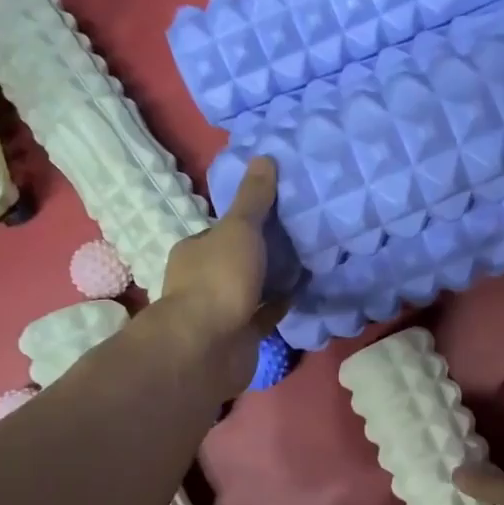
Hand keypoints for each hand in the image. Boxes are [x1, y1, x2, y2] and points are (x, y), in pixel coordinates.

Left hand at [153, 157, 291, 397]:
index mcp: (195, 251)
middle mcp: (203, 279)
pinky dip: (281, 304)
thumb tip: (264, 157)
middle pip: (237, 259)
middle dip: (263, 251)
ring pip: (251, 288)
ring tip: (308, 260)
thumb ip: (254, 199)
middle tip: (300, 235)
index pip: (221, 231)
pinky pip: (265, 314)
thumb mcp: (239, 229)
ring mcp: (221, 311)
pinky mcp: (240, 336)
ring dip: (273, 278)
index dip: (247, 221)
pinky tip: (304, 290)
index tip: (278, 212)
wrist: (207, 348)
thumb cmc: (218, 280)